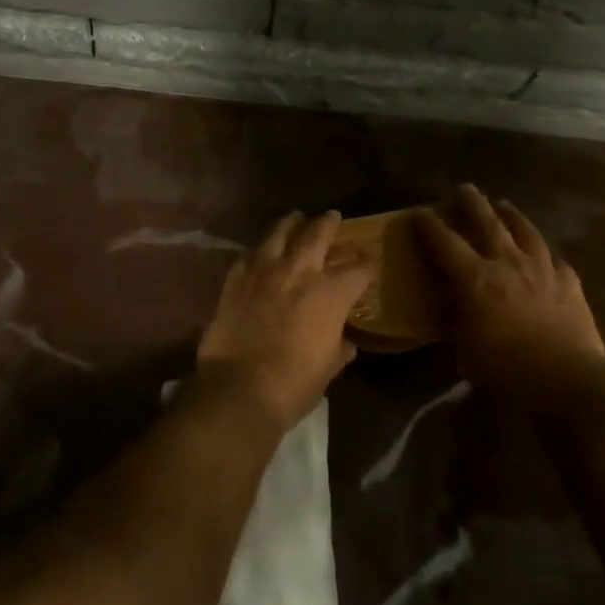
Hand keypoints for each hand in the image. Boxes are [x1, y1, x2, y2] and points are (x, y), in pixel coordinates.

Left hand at [196, 210, 374, 432]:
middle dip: (328, 224)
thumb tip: (345, 343)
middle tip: (332, 216)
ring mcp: (263, 271)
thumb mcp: (328, 367)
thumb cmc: (294, 384)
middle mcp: (299, 271)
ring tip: (295, 218)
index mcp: (331, 293)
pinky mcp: (235, 279)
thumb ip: (338, 347)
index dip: (366, 264)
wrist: (239, 388)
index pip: (357, 269)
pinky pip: (250, 254)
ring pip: (279, 233)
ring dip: (290, 224)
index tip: (369, 261)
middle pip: (317, 235)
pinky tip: (262, 250)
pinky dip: (260, 249)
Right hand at [416, 185, 604, 402]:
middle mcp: (508, 263)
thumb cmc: (506, 368)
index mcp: (476, 278)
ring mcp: (543, 270)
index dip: (430, 225)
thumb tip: (449, 305)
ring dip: (512, 216)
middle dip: (473, 203)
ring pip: (525, 231)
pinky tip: (544, 254)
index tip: (419, 210)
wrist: (567, 381)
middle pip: (488, 223)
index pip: (445, 243)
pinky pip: (555, 260)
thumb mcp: (465, 349)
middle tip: (465, 188)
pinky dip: (545, 253)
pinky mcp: (570, 284)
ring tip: (504, 205)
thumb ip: (456, 320)